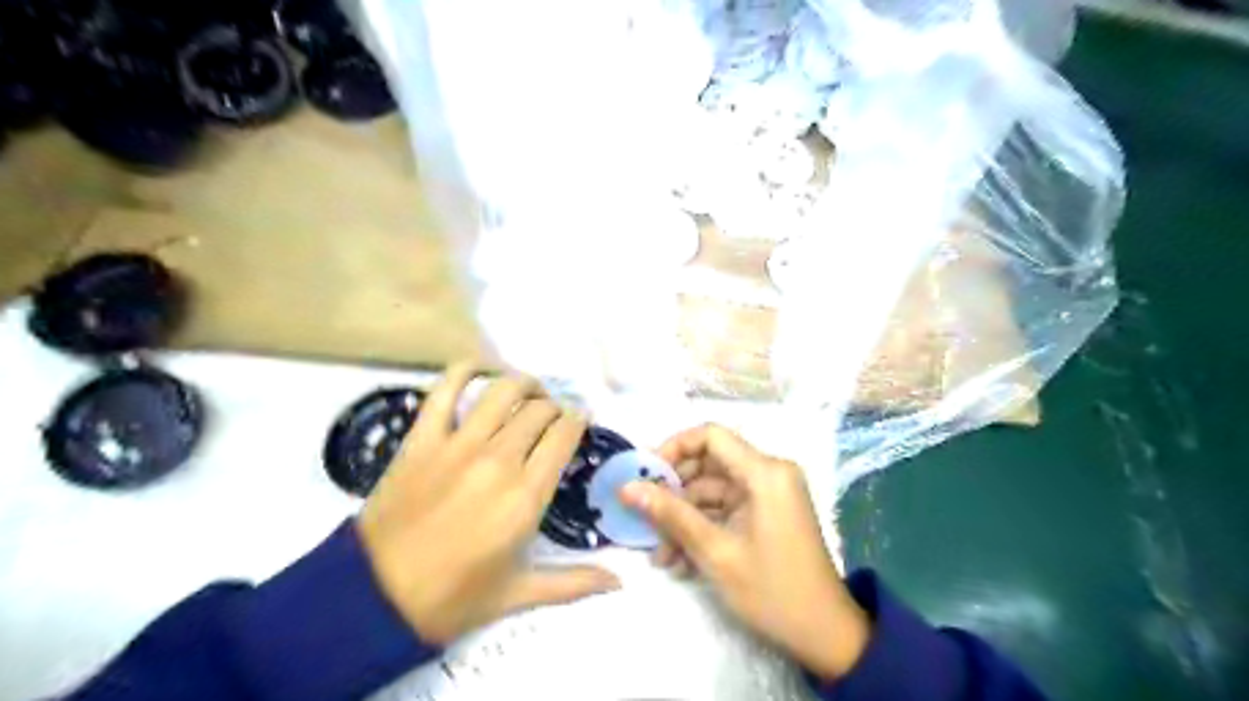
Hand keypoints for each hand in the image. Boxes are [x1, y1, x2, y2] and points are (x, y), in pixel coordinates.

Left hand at [357, 368, 618, 646]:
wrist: (373, 600)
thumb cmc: (453, 597)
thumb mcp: (518, 593)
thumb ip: (575, 582)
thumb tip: (622, 582)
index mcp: (527, 496)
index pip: (565, 435)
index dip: (578, 420)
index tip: (579, 421)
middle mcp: (499, 460)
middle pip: (539, 409)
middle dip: (554, 406)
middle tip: (553, 414)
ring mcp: (457, 445)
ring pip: (502, 391)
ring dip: (522, 383)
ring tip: (528, 391)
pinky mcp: (422, 439)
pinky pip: (443, 390)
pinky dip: (463, 371)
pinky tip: (477, 370)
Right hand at [621, 424, 871, 680]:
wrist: (825, 636)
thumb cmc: (772, 591)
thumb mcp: (714, 552)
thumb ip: (670, 514)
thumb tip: (627, 487)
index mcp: (765, 472)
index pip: (711, 436)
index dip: (674, 448)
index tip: (646, 475)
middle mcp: (768, 473)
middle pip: (708, 464)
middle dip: (674, 493)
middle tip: (645, 519)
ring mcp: (768, 495)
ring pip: (712, 492)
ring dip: (684, 519)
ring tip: (660, 556)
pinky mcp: (766, 514)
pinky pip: (725, 510)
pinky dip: (702, 529)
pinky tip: (681, 562)